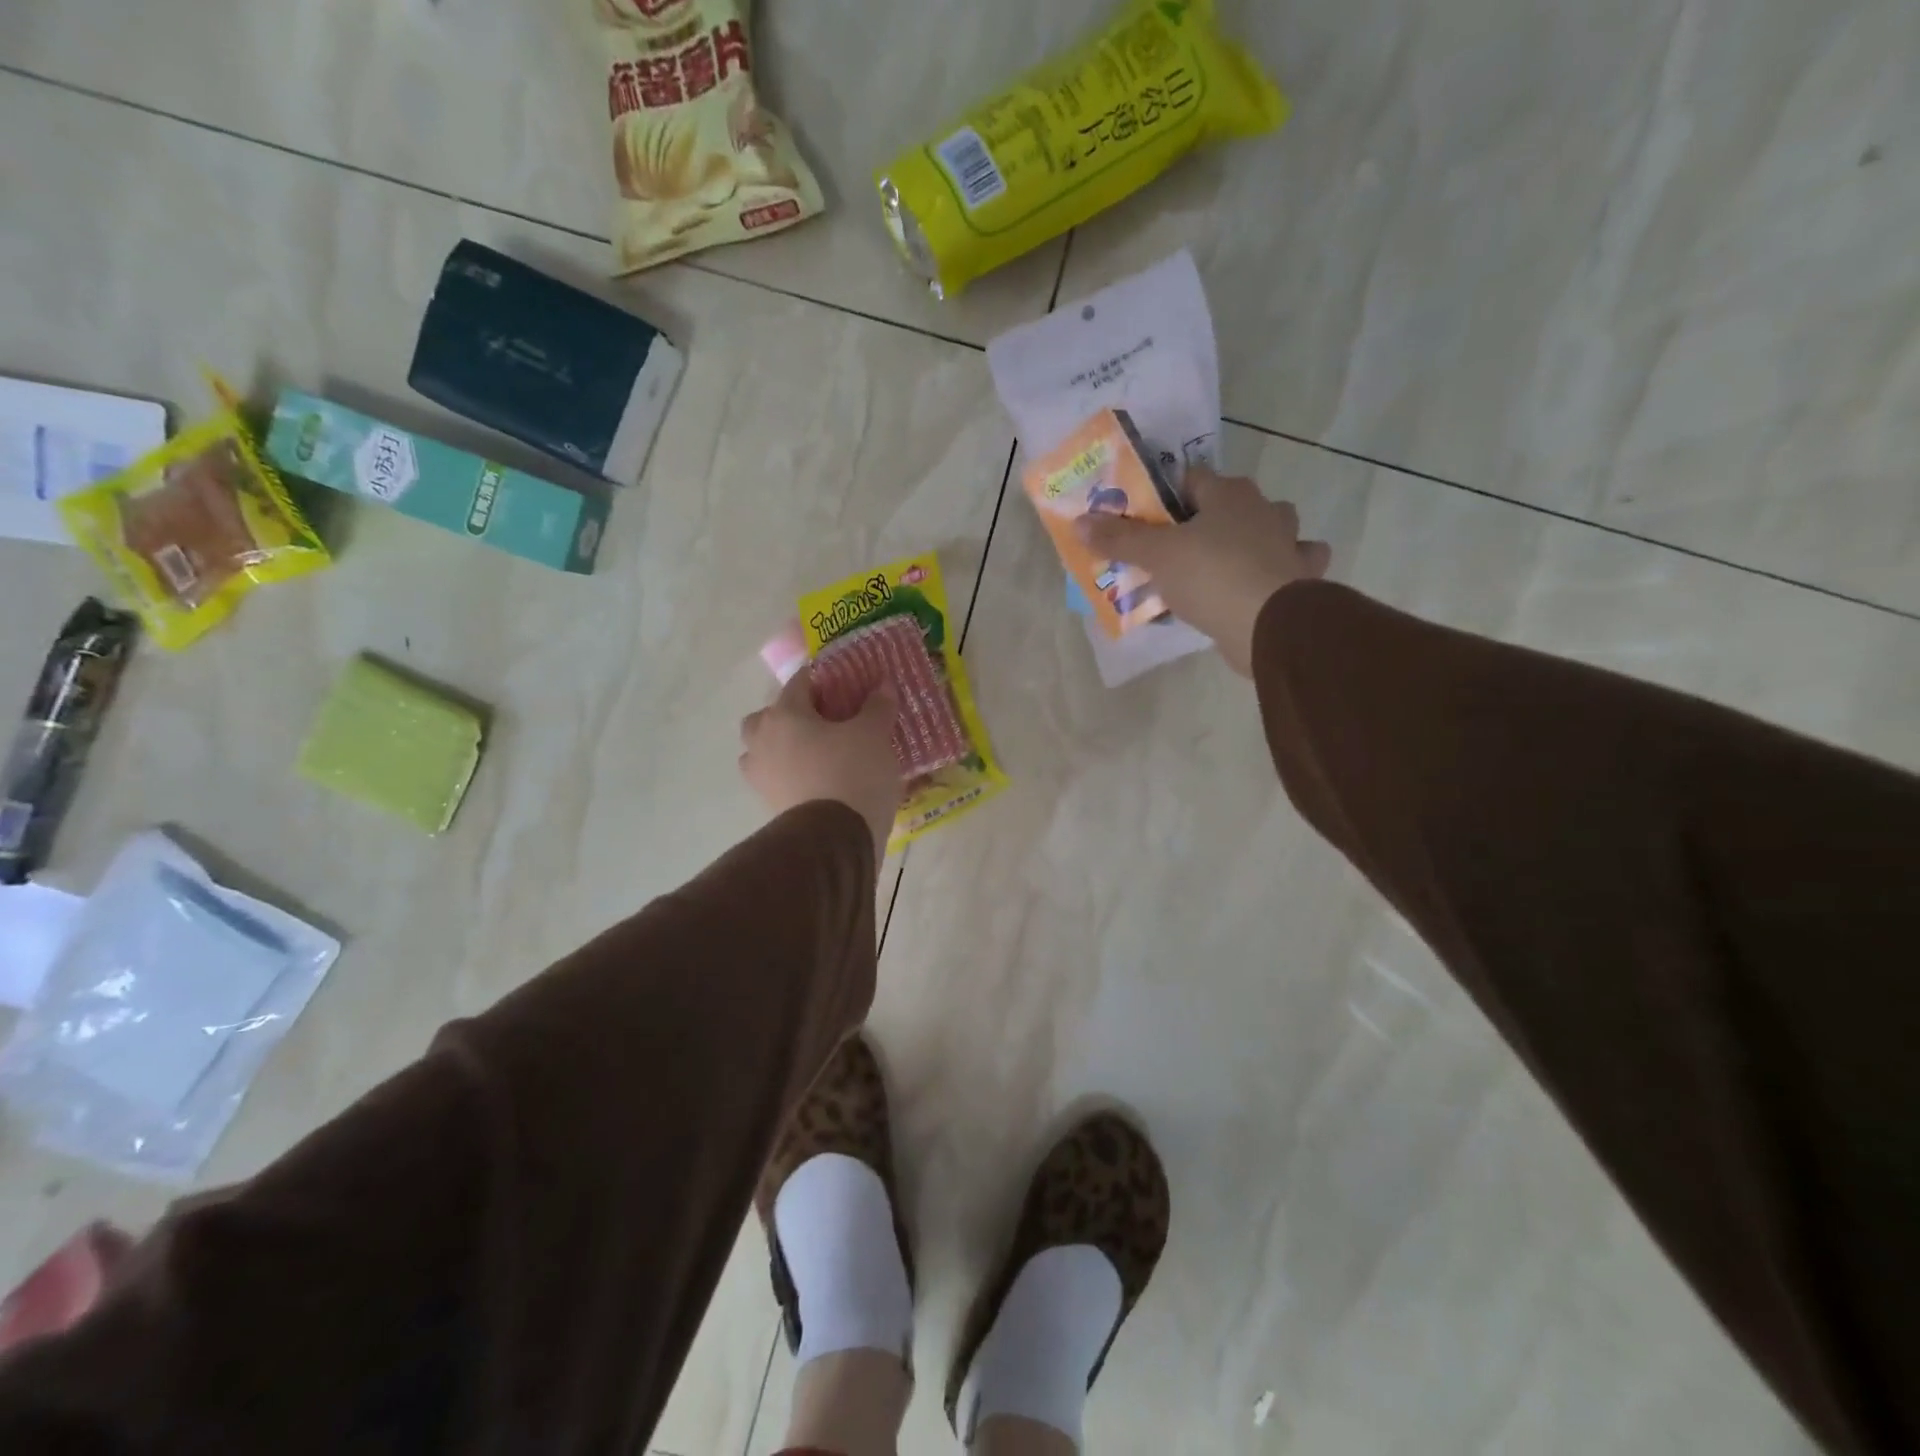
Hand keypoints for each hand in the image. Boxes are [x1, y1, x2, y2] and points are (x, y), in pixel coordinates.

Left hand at [740, 670, 899, 856]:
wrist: (835, 838)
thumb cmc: (853, 773)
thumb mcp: (874, 734)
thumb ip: (877, 707)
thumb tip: (883, 684)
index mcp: (784, 715)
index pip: (799, 683)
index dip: (823, 681)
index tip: (844, 686)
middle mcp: (763, 741)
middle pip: (767, 718)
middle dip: (789, 716)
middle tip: (822, 722)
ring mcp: (761, 776)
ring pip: (763, 751)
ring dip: (782, 748)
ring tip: (815, 754)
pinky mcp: (769, 805)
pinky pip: (776, 779)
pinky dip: (790, 775)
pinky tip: (817, 780)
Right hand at [1077, 466, 1331, 674]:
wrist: (1270, 624)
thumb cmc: (1210, 576)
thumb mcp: (1155, 556)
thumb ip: (1119, 538)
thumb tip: (1080, 522)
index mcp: (1229, 493)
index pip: (1193, 477)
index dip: (1167, 496)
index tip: (1148, 520)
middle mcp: (1264, 509)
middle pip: (1231, 504)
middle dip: (1209, 520)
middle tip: (1178, 549)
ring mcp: (1289, 543)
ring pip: (1270, 531)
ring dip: (1253, 542)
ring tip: (1222, 566)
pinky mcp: (1302, 578)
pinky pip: (1290, 567)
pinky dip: (1279, 572)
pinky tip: (1260, 587)